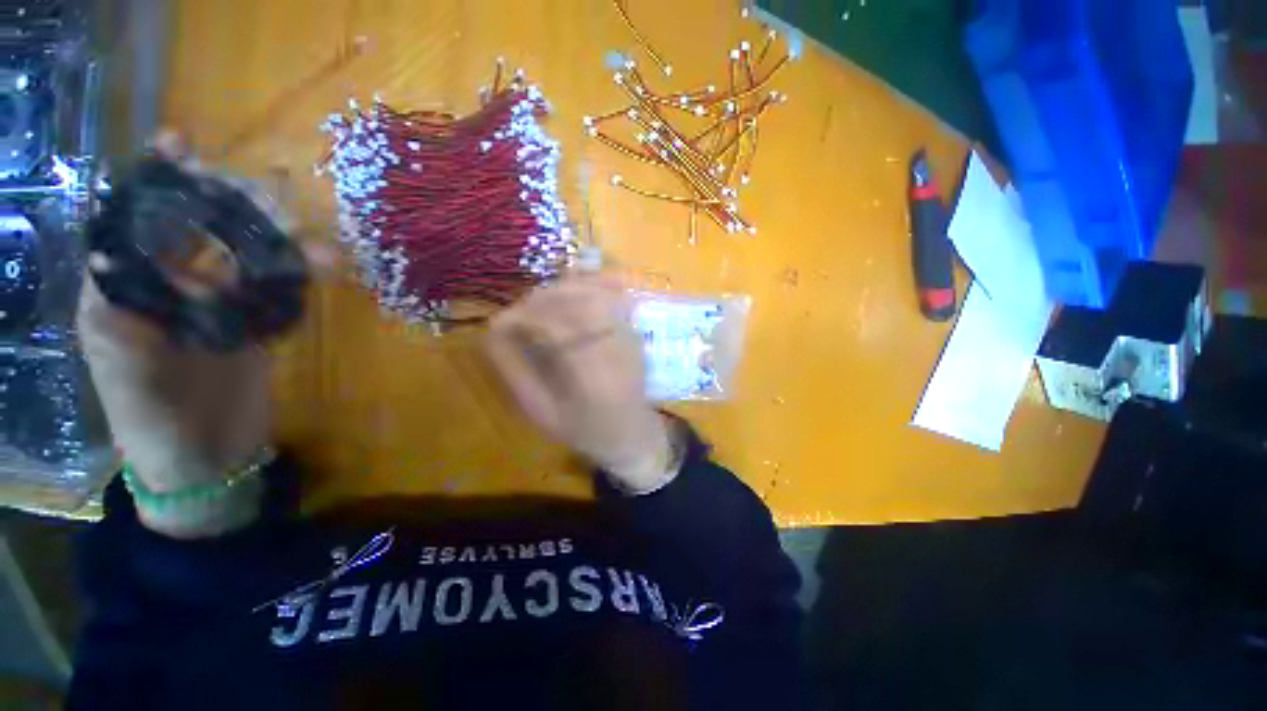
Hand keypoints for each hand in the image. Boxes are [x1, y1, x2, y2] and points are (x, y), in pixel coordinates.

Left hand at [77, 131, 334, 535]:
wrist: (207, 462)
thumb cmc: (156, 422)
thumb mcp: (129, 369)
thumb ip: (127, 310)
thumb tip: (129, 251)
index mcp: (126, 292)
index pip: (135, 221)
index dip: (155, 181)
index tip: (181, 145)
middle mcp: (168, 289)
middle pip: (198, 231)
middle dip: (230, 205)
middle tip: (271, 189)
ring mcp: (214, 307)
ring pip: (245, 258)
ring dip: (279, 242)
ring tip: (314, 235)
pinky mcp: (251, 325)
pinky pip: (277, 290)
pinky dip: (300, 275)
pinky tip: (325, 265)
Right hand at [485, 275, 674, 492]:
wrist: (631, 432)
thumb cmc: (584, 429)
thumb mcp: (541, 412)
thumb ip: (515, 372)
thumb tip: (492, 331)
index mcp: (592, 376)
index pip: (557, 326)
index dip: (523, 316)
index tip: (499, 322)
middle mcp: (616, 348)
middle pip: (578, 303)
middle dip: (541, 299)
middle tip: (518, 311)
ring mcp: (630, 336)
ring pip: (597, 294)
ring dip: (563, 290)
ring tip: (539, 302)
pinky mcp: (635, 330)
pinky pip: (613, 296)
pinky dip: (589, 285)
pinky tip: (571, 289)